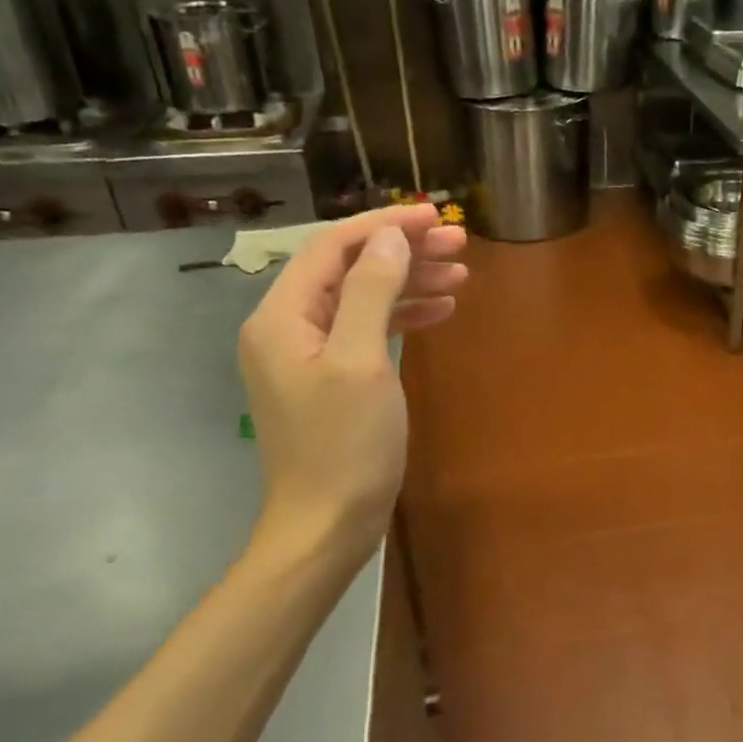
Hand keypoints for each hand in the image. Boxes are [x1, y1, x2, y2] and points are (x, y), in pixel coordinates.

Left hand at [237, 204, 467, 570]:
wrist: (327, 525)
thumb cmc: (345, 444)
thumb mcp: (360, 361)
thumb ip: (371, 291)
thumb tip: (390, 238)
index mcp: (281, 317)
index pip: (332, 247)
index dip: (384, 224)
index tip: (434, 217)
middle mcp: (287, 327)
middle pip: (349, 269)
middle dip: (403, 251)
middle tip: (459, 244)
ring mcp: (307, 354)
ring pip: (362, 298)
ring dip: (409, 281)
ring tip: (461, 274)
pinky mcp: (330, 377)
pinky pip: (366, 329)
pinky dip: (402, 315)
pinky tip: (440, 311)